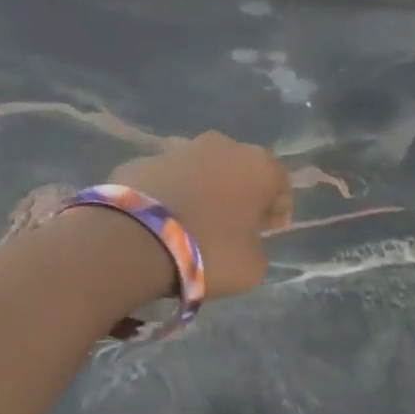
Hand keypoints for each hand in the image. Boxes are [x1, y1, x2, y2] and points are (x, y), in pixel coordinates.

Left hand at [111, 132, 291, 298]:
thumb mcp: (253, 266)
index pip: (280, 185)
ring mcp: (178, 148)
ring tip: (195, 222)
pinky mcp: (141, 159)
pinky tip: (164, 222)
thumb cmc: (209, 252)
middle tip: (235, 224)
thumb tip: (244, 239)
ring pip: (202, 170)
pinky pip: (168, 179)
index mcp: (259, 166)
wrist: (134, 242)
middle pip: (240, 170)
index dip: (277, 211)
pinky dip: (172, 194)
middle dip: (241, 194)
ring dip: (205, 190)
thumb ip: (257, 247)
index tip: (269, 232)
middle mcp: (223, 146)